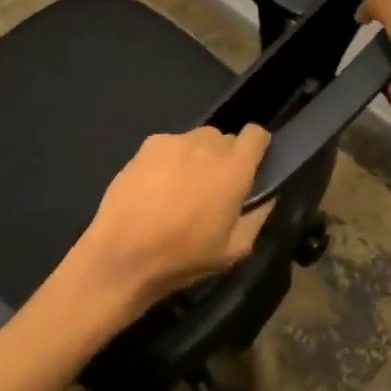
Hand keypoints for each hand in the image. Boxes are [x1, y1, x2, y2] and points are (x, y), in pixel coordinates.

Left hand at [70, 126, 274, 316]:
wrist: (123, 254)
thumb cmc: (183, 256)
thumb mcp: (234, 250)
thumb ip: (258, 216)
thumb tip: (267, 196)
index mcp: (234, 168)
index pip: (257, 134)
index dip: (257, 148)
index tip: (251, 167)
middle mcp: (208, 144)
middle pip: (225, 139)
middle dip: (225, 159)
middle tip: (213, 189)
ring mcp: (176, 140)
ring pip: (197, 140)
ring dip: (197, 158)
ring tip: (181, 189)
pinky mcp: (149, 144)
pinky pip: (170, 145)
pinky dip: (170, 160)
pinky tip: (156, 188)